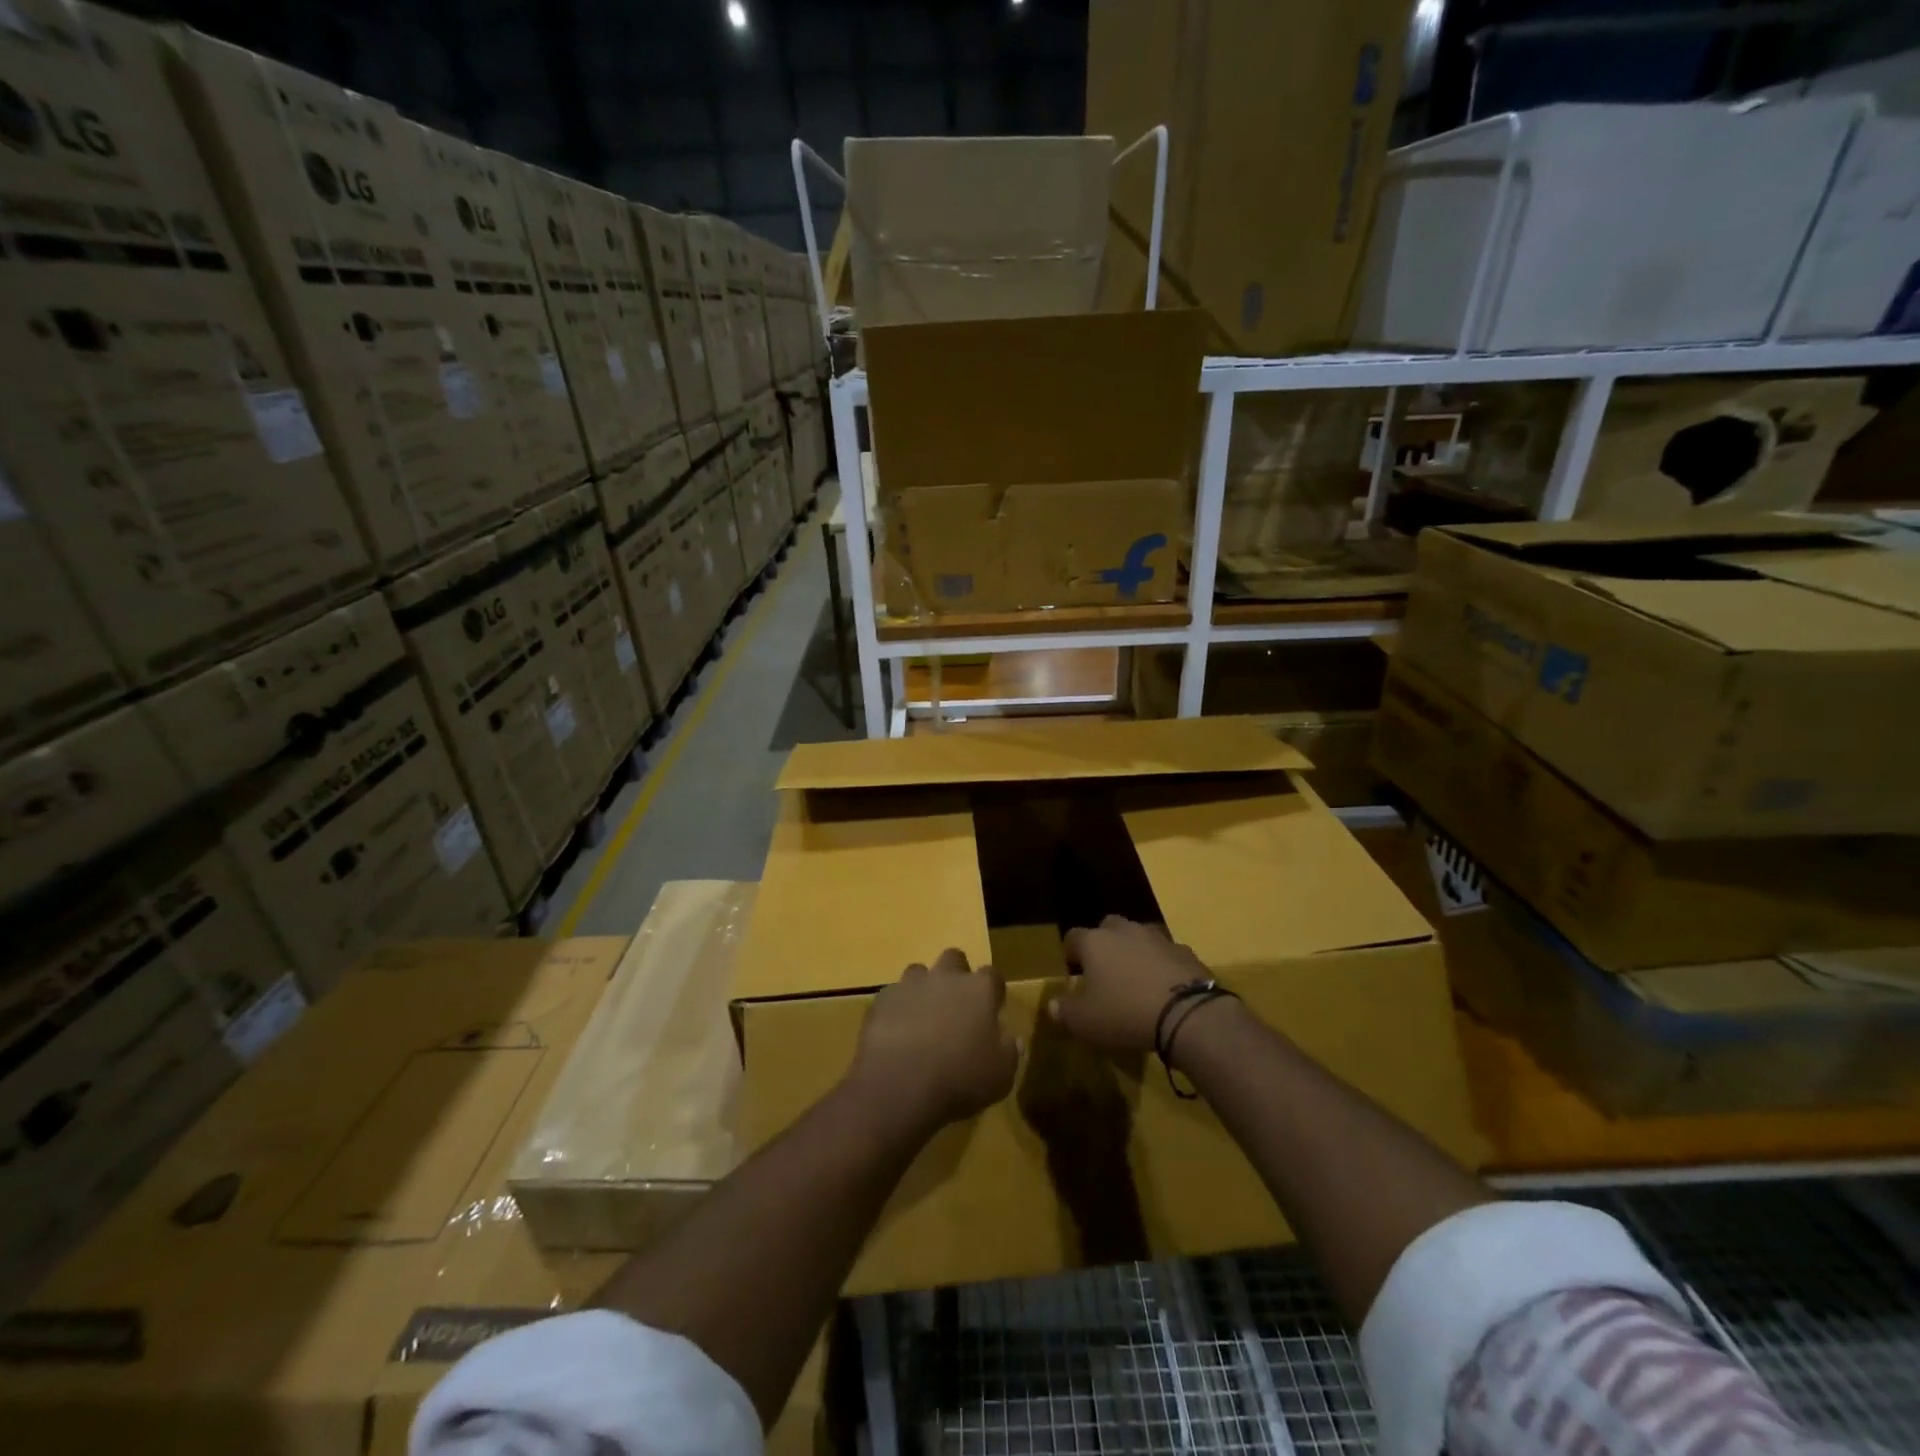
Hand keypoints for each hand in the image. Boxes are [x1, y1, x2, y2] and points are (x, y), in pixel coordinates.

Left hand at [849, 949, 1019, 1129]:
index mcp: (979, 990)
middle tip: (956, 1005)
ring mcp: (910, 985)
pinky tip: (896, 1032)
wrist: (899, 1083)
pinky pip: (893, 995)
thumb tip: (1013, 1040)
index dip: (993, 991)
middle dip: (956, 974)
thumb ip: (1009, 1053)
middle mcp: (945, 977)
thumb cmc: (960, 1078)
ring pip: (919, 972)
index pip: (992, 976)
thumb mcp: (1000, 1076)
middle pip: (954, 958)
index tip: (993, 1009)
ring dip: (923, 988)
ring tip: (922, 1017)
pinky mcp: (882, 999)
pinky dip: (897, 1008)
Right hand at [1052, 916, 1214, 1054]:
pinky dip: (1163, 966)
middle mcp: (1125, 931)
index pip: (1072, 937)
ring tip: (1137, 980)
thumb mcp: (1084, 1022)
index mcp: (1095, 942)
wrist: (1188, 1015)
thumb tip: (1053, 1005)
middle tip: (1105, 973)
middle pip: (1108, 928)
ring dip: (1135, 952)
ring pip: (1140, 937)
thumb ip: (1064, 1012)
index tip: (1073, 976)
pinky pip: (1167, 954)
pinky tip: (1165, 989)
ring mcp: (1158, 938)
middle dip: (1104, 945)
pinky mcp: (1186, 952)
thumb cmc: (1125, 1014)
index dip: (1070, 955)